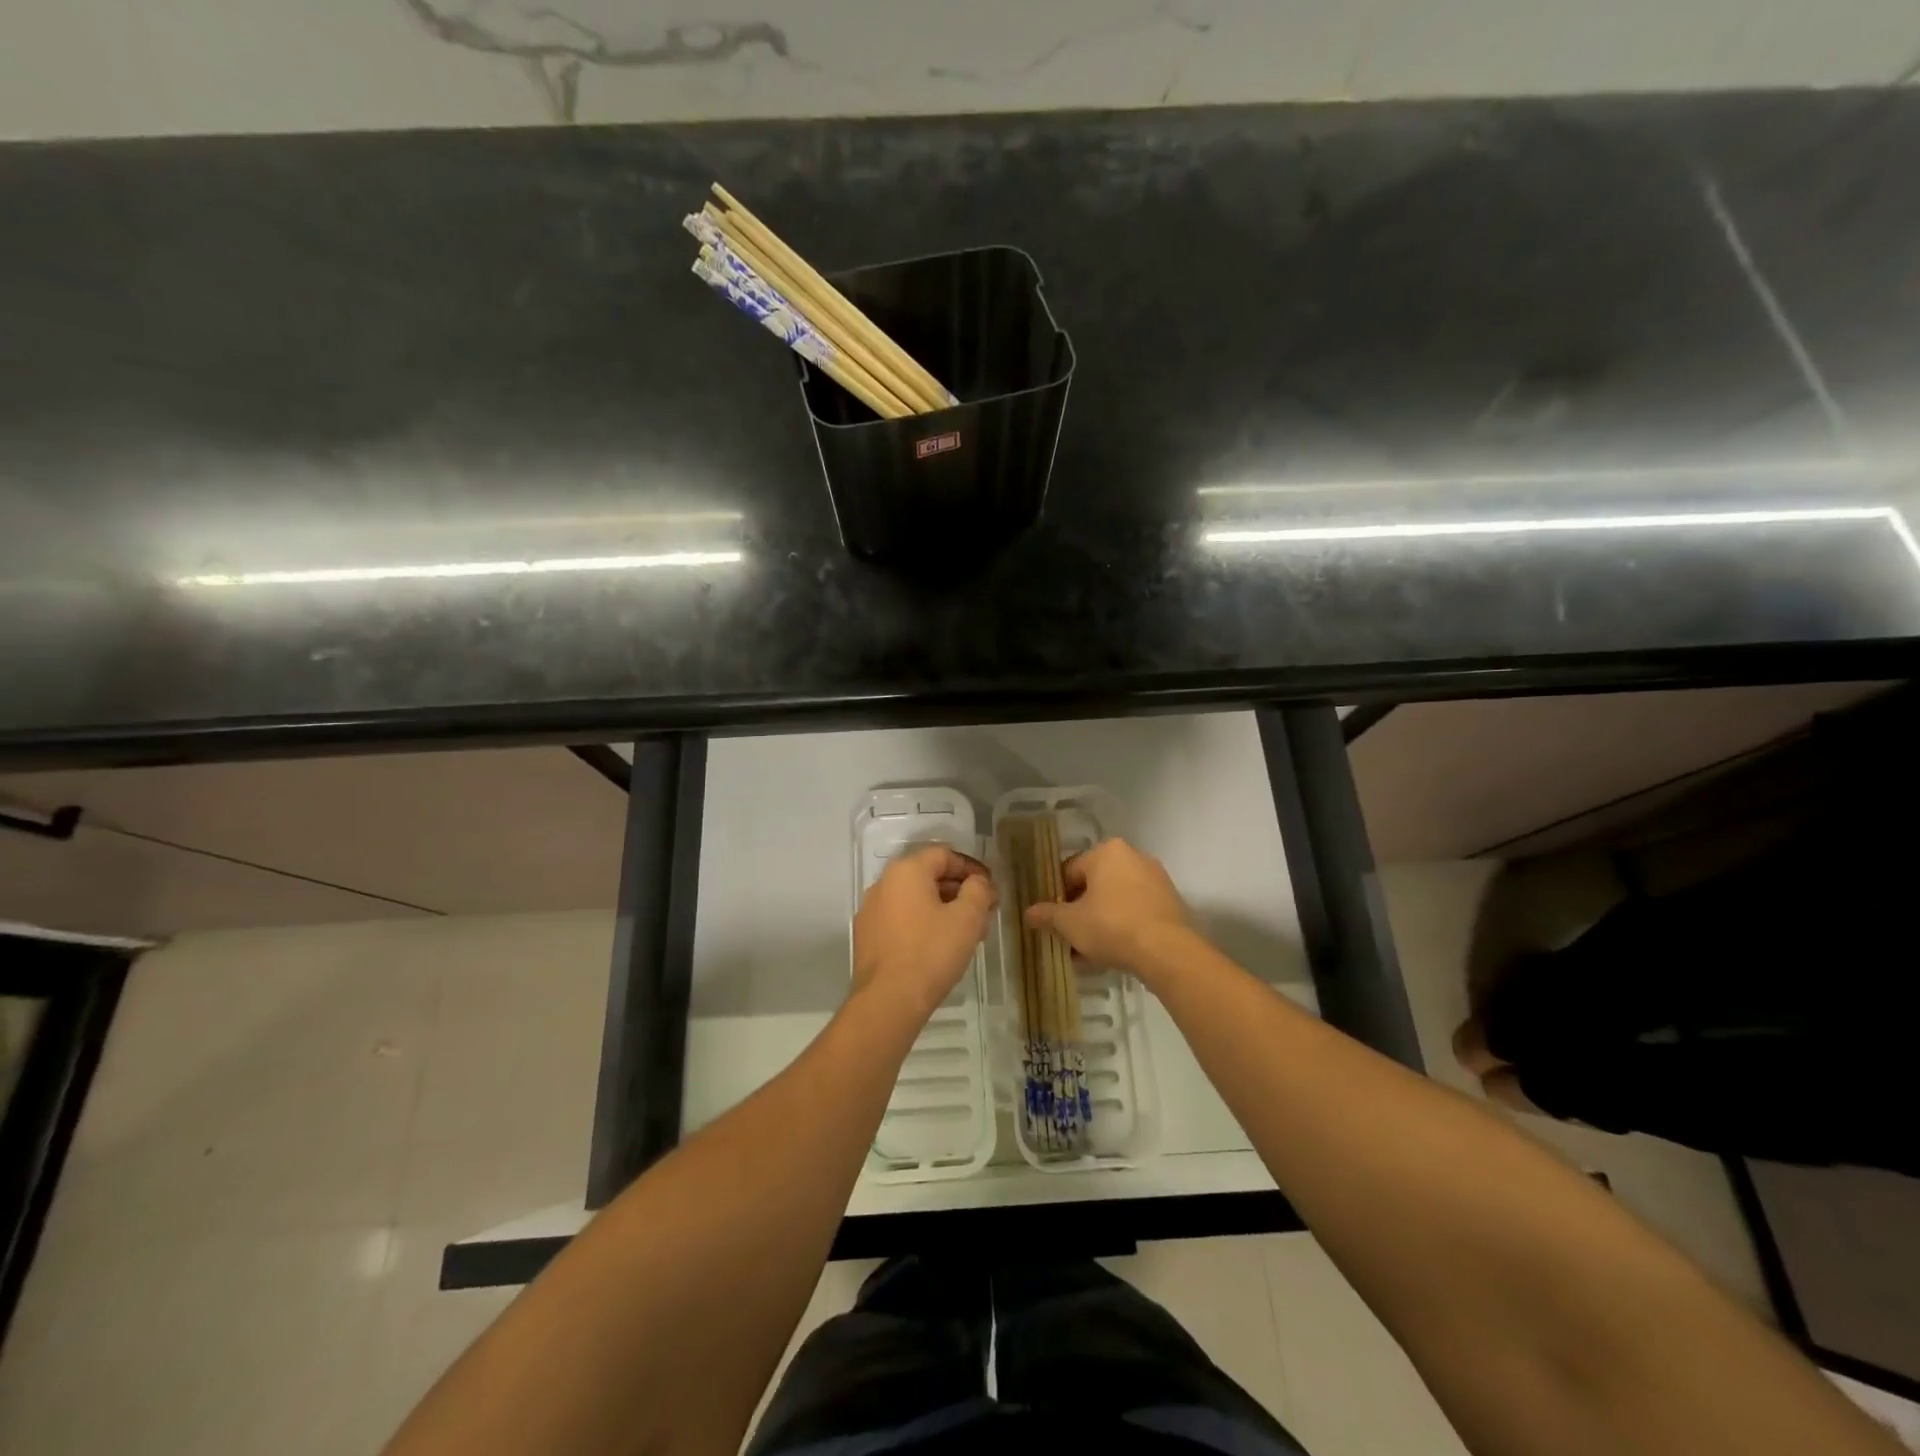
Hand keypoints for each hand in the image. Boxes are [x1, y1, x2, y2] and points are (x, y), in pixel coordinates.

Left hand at [852, 845, 996, 1020]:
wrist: (888, 1001)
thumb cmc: (931, 952)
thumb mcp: (968, 918)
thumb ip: (978, 890)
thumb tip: (978, 882)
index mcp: (906, 871)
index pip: (945, 855)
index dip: (972, 869)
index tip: (990, 890)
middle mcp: (883, 883)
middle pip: (928, 876)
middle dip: (959, 892)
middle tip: (982, 914)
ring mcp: (871, 911)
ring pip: (915, 900)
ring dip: (942, 910)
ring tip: (965, 935)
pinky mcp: (867, 936)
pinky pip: (901, 920)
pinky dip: (922, 925)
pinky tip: (938, 948)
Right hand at [1023, 837, 1193, 977]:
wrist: (1167, 951)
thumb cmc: (1111, 926)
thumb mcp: (1070, 923)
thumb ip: (1048, 915)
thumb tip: (1029, 913)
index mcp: (1106, 851)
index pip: (1071, 871)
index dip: (1057, 897)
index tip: (1054, 921)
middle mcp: (1133, 856)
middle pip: (1095, 885)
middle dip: (1080, 911)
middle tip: (1070, 937)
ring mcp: (1156, 879)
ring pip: (1116, 900)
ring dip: (1100, 921)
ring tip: (1089, 953)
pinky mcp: (1171, 902)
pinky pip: (1137, 910)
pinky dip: (1123, 926)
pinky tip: (1114, 952)